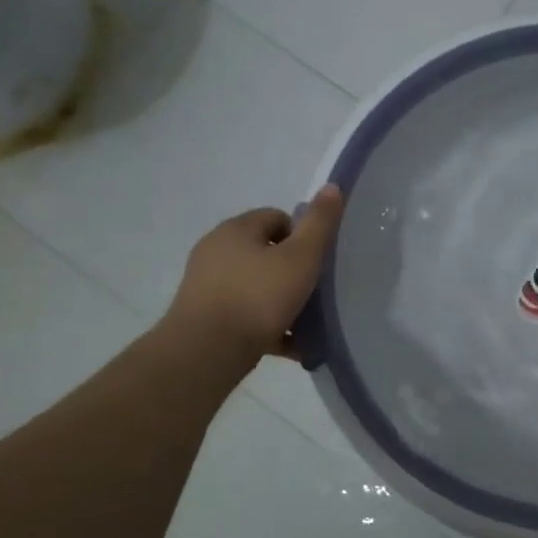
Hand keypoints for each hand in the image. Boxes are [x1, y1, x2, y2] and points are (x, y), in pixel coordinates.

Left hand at [162, 185, 344, 377]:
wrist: (206, 352)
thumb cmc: (258, 297)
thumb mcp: (300, 258)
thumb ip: (319, 223)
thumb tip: (333, 186)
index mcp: (236, 229)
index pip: (276, 218)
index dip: (302, 236)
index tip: (317, 262)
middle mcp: (216, 250)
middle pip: (265, 252)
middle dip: (292, 271)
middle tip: (314, 292)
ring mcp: (206, 285)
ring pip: (255, 286)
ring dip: (281, 301)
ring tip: (306, 324)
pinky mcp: (203, 317)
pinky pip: (244, 315)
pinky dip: (267, 326)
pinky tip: (290, 345)